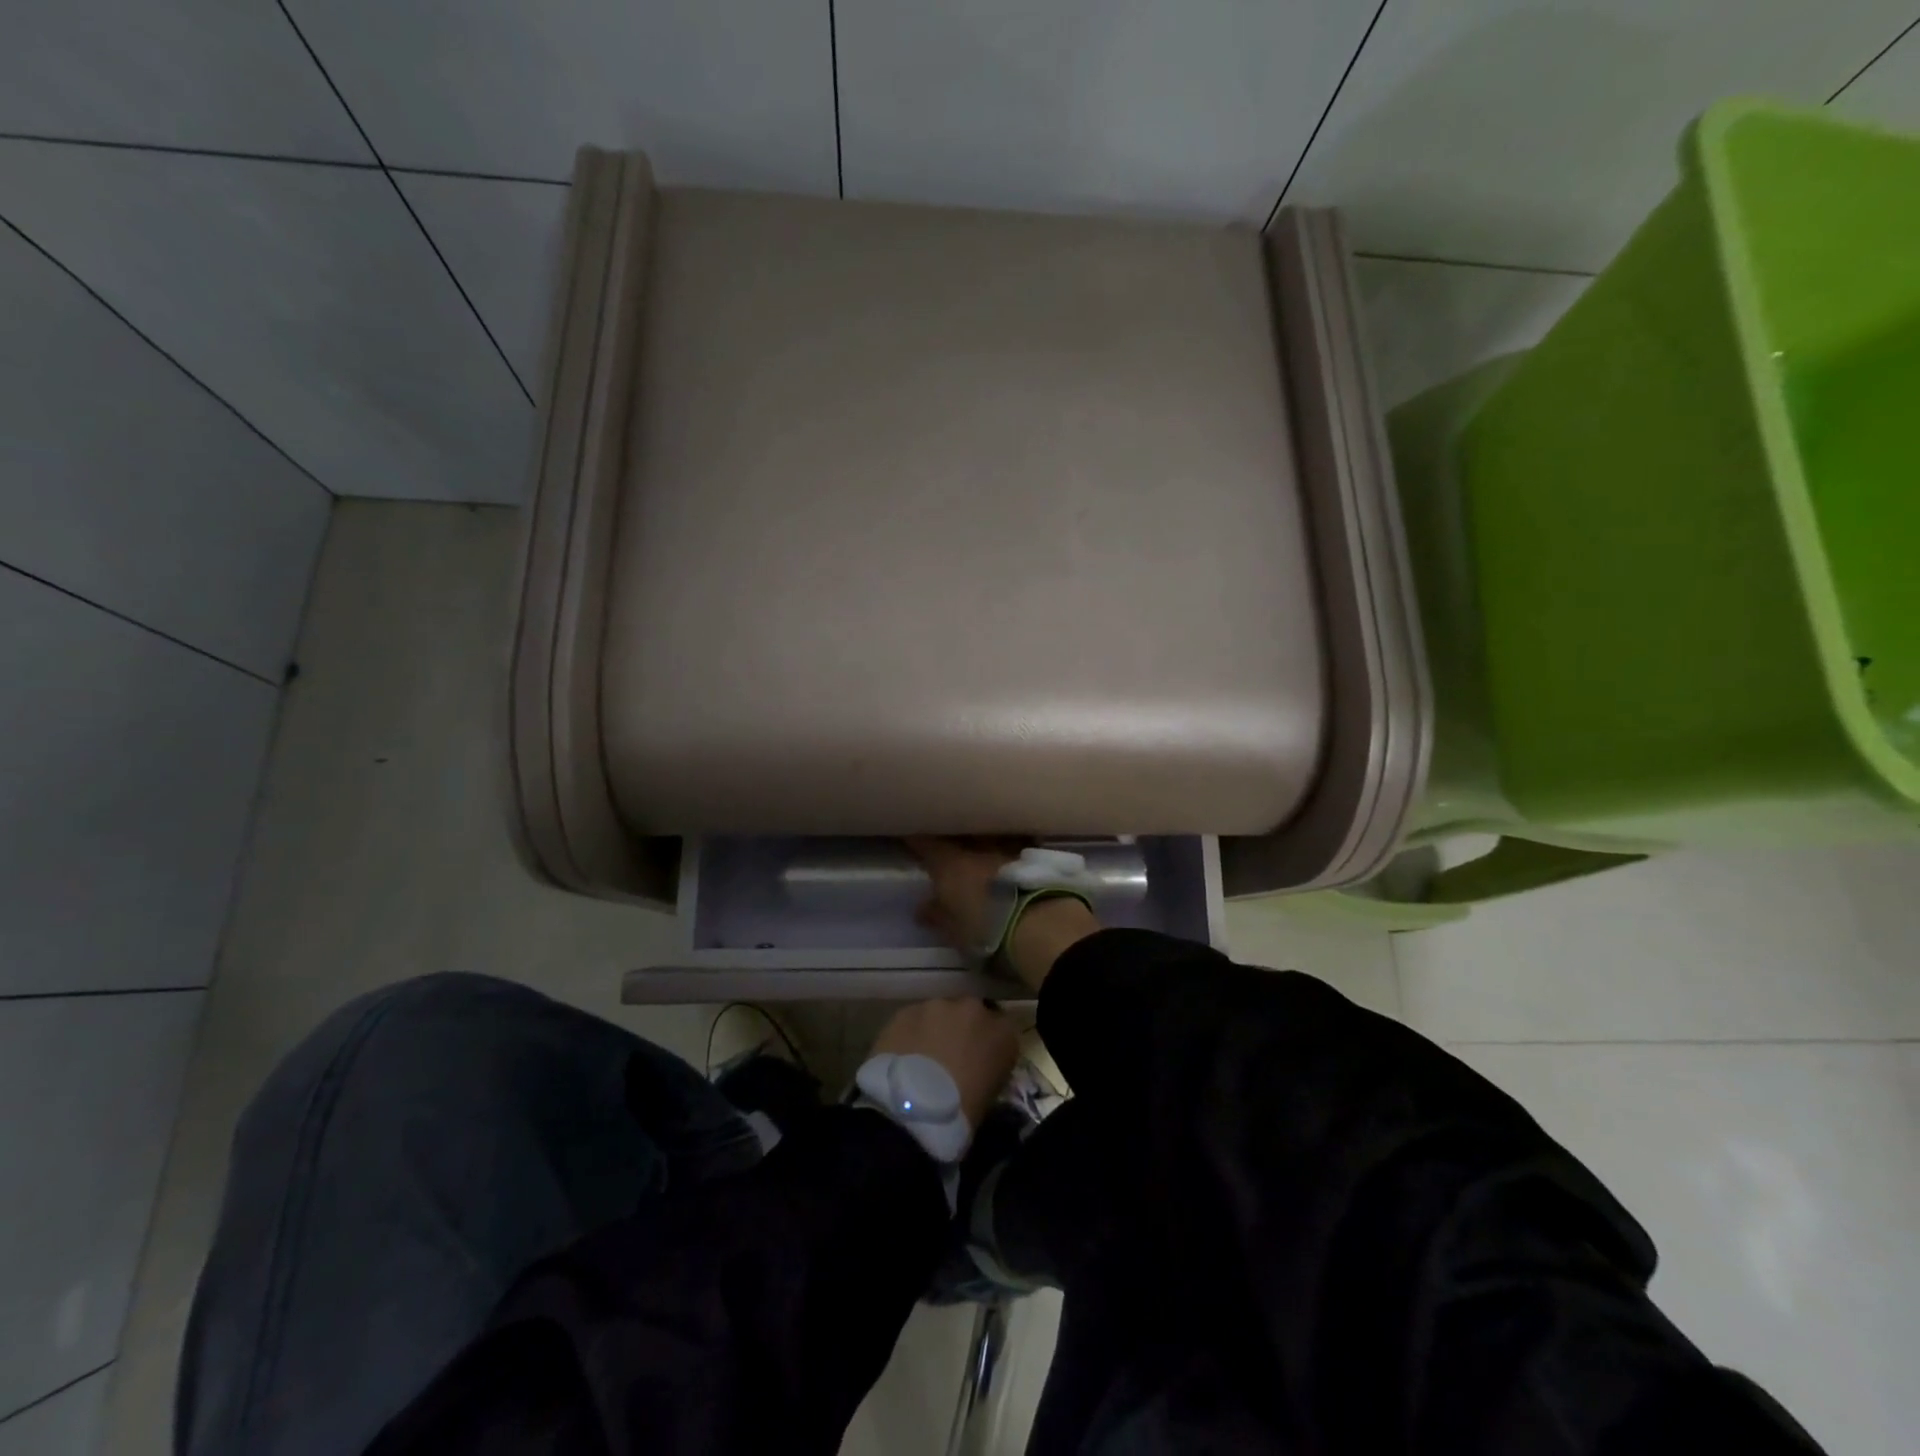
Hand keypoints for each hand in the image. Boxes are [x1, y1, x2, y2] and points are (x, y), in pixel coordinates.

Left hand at [871, 998, 1019, 1129]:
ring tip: (922, 1057)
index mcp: (1003, 1034)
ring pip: (939, 1013)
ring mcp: (939, 1006)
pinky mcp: (908, 1010)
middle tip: (949, 1057)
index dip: (988, 1045)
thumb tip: (977, 1067)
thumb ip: (988, 1069)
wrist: (915, 1108)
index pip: (1003, 1031)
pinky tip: (903, 1055)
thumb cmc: (962, 1113)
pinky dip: (911, 1033)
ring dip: (935, 1029)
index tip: (979, 1061)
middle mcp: (975, 1010)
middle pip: (970, 1014)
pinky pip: (913, 1019)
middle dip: (961, 1030)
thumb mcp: (990, 1095)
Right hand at [905, 836, 1101, 989]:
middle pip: (961, 835)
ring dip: (985, 840)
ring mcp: (1008, 850)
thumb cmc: (989, 932)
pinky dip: (1011, 849)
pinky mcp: (1036, 857)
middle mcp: (978, 850)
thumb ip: (938, 916)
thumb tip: (922, 908)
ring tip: (981, 844)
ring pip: (990, 837)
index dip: (916, 838)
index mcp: (951, 866)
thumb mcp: (956, 932)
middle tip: (948, 839)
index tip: (909, 834)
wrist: (1043, 927)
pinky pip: (1016, 846)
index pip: (927, 844)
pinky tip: (1012, 856)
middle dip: (954, 835)